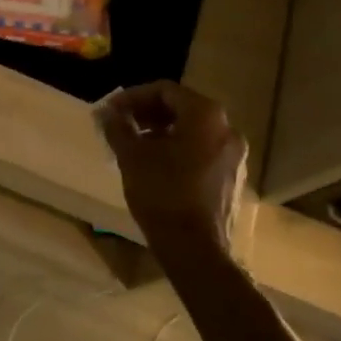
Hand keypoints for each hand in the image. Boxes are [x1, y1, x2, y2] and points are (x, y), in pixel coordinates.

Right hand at [98, 82, 246, 251]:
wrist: (195, 249)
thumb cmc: (162, 192)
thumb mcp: (131, 155)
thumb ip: (117, 126)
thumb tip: (106, 112)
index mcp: (205, 115)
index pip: (165, 91)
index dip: (133, 97)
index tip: (111, 110)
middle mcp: (227, 129)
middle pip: (181, 108)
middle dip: (147, 114)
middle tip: (120, 125)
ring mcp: (234, 155)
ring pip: (192, 131)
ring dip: (161, 132)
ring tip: (134, 145)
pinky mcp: (232, 178)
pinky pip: (201, 151)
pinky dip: (177, 149)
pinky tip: (155, 166)